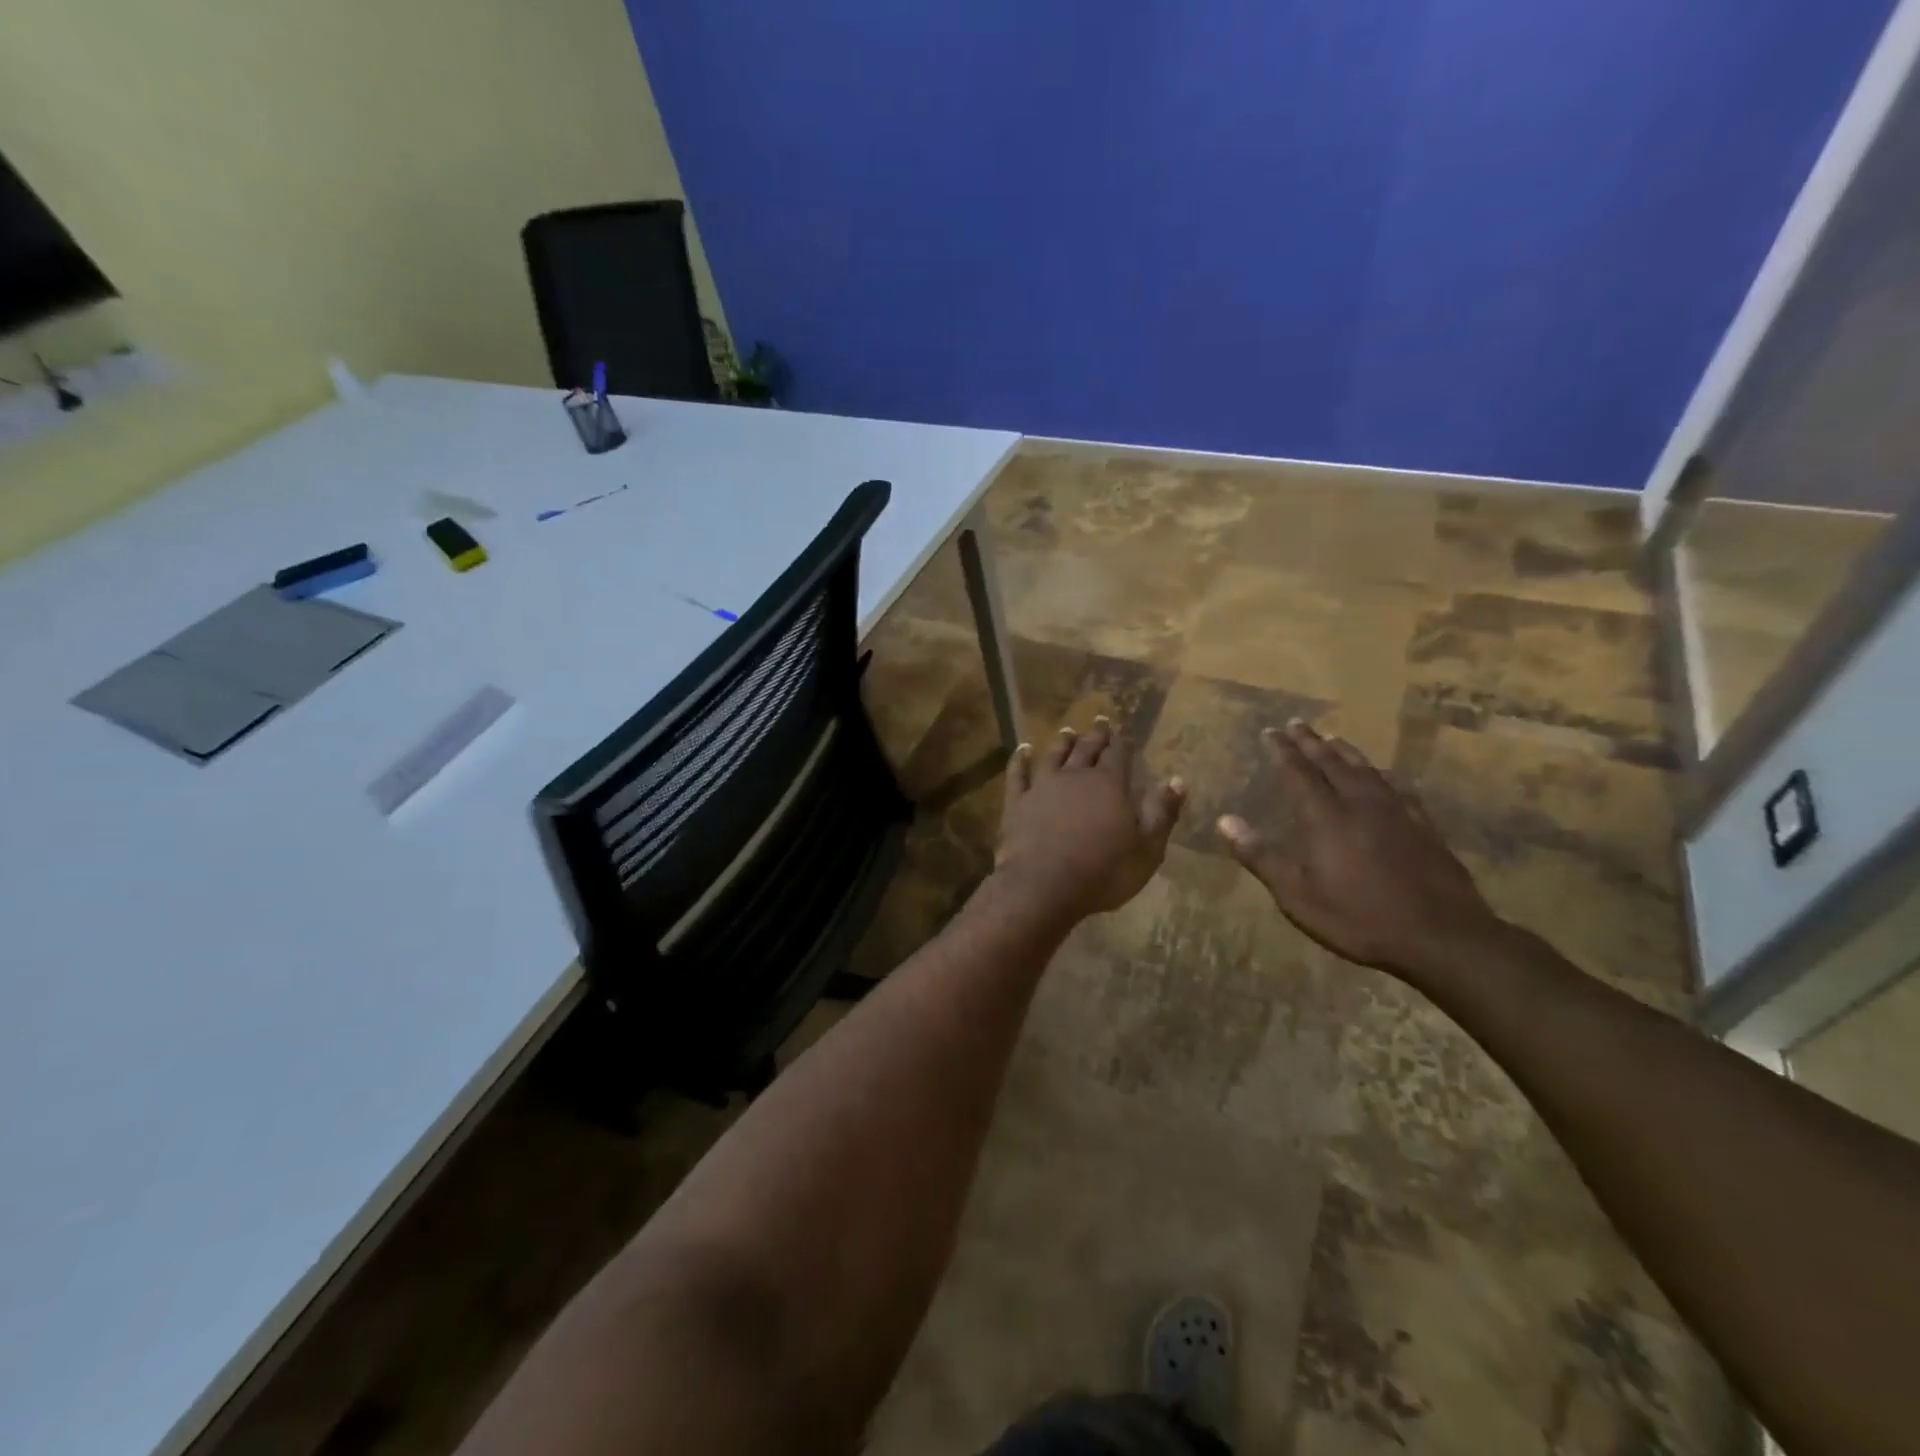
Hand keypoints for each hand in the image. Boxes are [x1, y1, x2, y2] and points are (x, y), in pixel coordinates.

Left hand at [993, 716, 1185, 922]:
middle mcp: (1076, 777)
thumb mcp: (1146, 849)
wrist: (1044, 885)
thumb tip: (1178, 780)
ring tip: (1067, 731)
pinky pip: (1018, 774)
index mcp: (1109, 785)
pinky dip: (1020, 760)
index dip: (1120, 744)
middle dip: (1095, 736)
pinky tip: (1022, 750)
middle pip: (1087, 750)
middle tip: (1098, 721)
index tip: (1120, 732)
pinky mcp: (1017, 802)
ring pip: (1054, 756)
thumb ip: (1162, 812)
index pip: (1118, 756)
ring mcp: (1043, 787)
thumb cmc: (1104, 872)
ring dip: (1062, 743)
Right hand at [1216, 721, 1506, 981]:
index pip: (1299, 772)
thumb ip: (1260, 856)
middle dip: (1311, 742)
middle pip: (1332, 763)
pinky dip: (1382, 774)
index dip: (1283, 751)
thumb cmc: (1359, 918)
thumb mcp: (1297, 895)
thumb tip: (1224, 820)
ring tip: (1333, 739)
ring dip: (1345, 752)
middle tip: (1296, 723)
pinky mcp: (1424, 826)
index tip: (1270, 731)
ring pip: (1366, 770)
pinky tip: (1383, 776)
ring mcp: (1397, 813)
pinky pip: (1397, 788)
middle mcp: (1361, 804)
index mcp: (1327, 817)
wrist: (1442, 936)